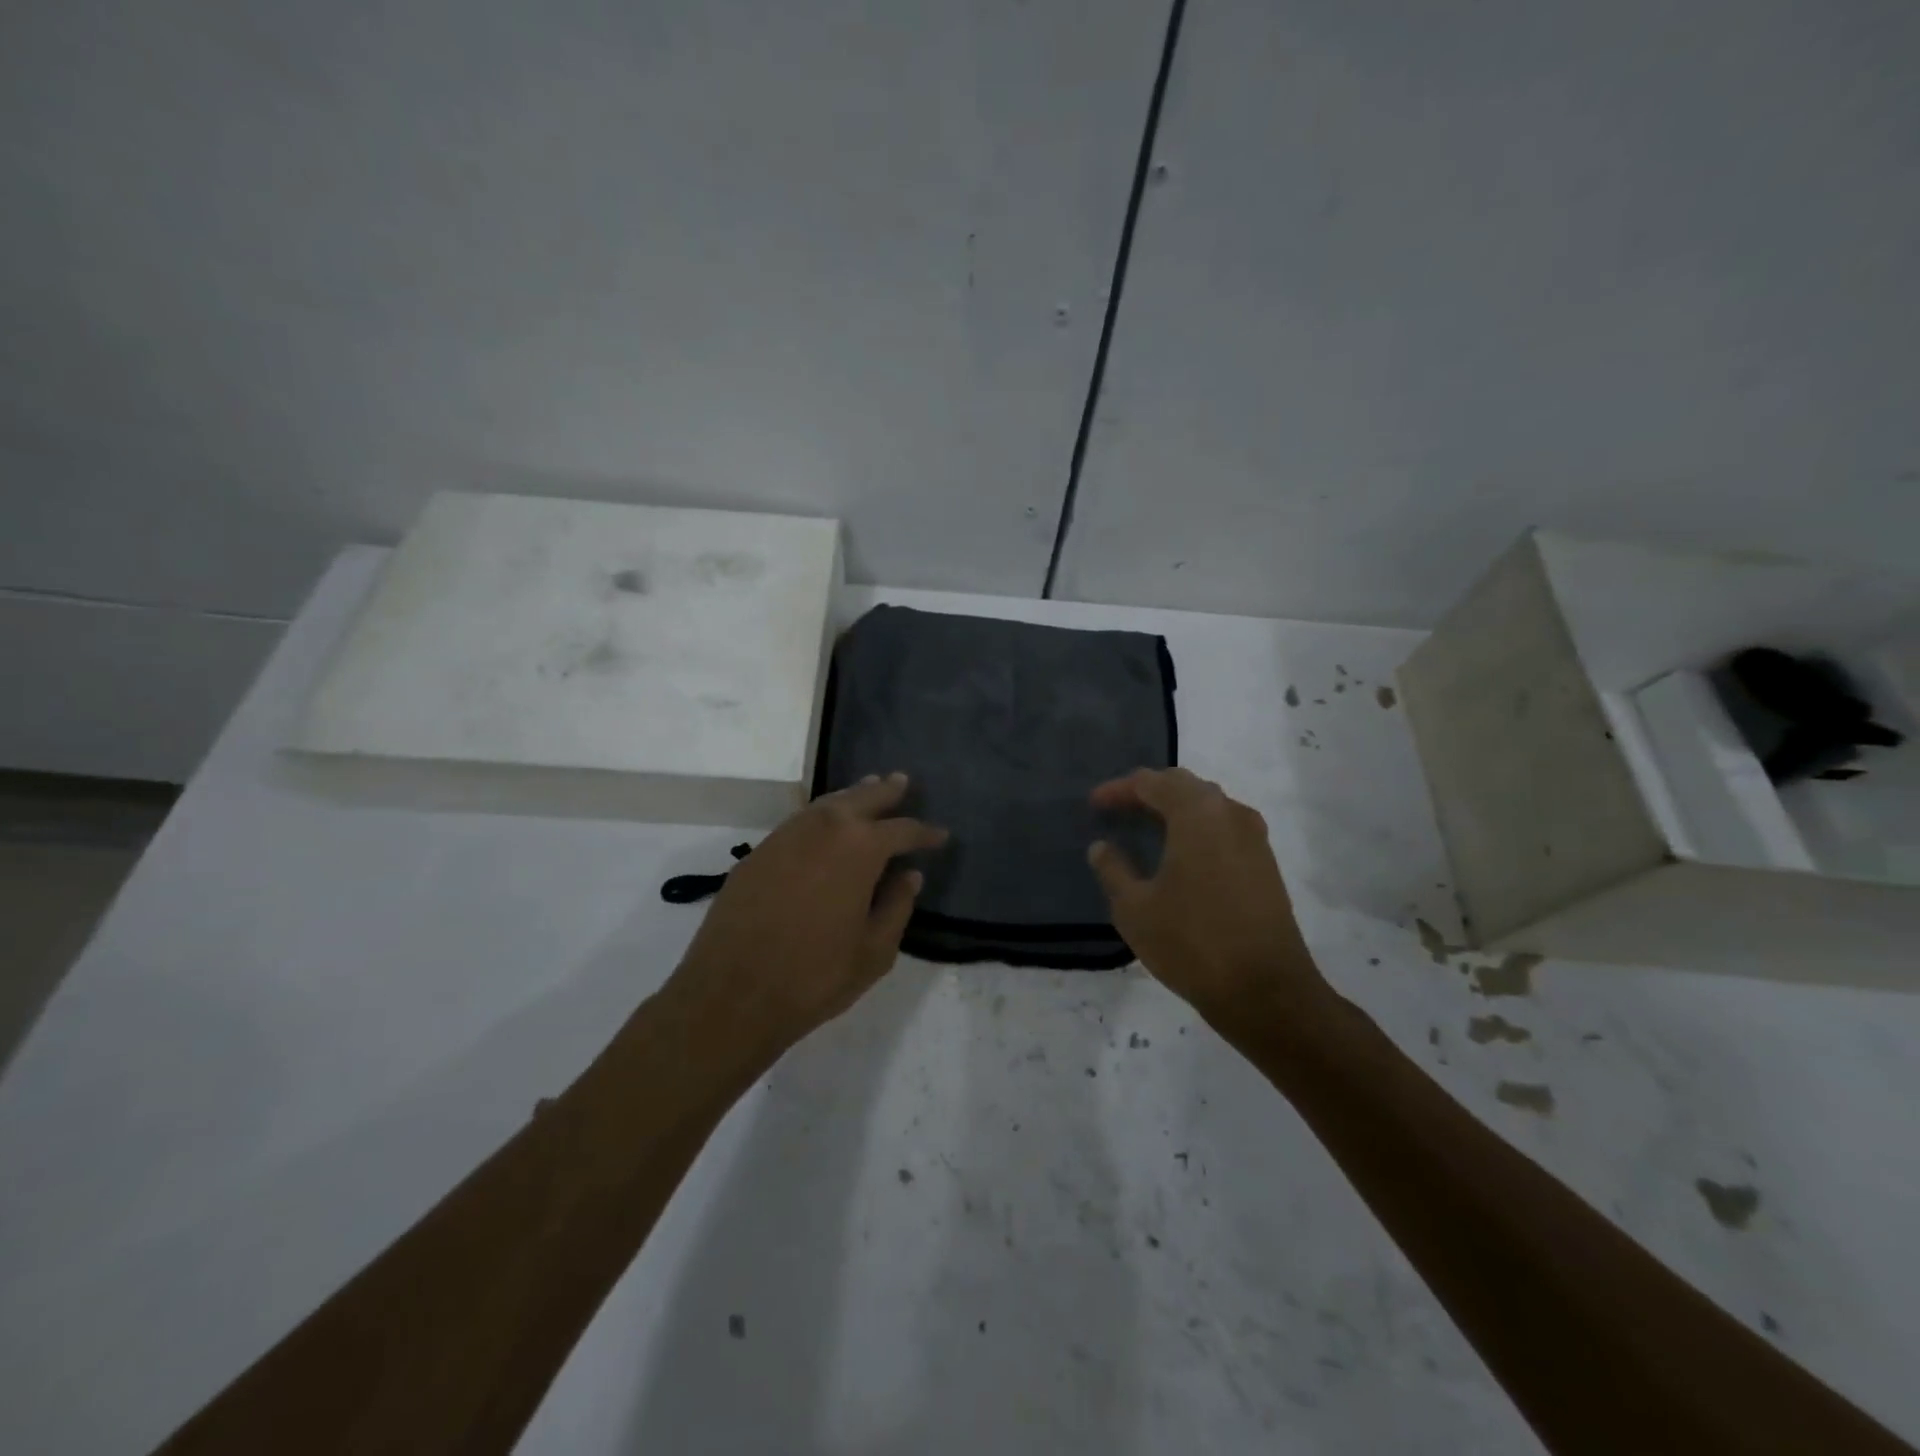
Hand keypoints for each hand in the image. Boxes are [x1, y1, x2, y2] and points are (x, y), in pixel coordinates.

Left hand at [671, 773, 947, 1057]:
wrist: (731, 993)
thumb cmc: (814, 976)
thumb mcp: (874, 951)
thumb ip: (897, 906)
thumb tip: (909, 876)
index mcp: (860, 848)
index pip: (902, 830)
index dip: (925, 833)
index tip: (941, 836)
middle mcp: (824, 828)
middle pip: (862, 798)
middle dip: (886, 791)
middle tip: (903, 781)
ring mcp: (786, 836)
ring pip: (827, 804)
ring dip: (852, 796)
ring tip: (868, 790)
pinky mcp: (759, 852)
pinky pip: (800, 820)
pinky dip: (821, 815)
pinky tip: (826, 825)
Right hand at [1087, 768, 1321, 1017]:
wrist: (1267, 991)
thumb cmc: (1192, 943)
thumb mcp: (1135, 908)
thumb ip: (1113, 869)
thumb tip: (1102, 847)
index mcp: (1197, 813)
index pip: (1151, 783)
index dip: (1118, 790)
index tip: (1094, 805)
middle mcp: (1230, 813)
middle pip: (1183, 785)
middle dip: (1148, 793)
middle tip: (1118, 810)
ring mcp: (1254, 838)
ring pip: (1208, 805)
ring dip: (1175, 809)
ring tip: (1146, 829)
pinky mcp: (1265, 864)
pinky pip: (1224, 828)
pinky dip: (1196, 829)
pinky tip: (1179, 854)